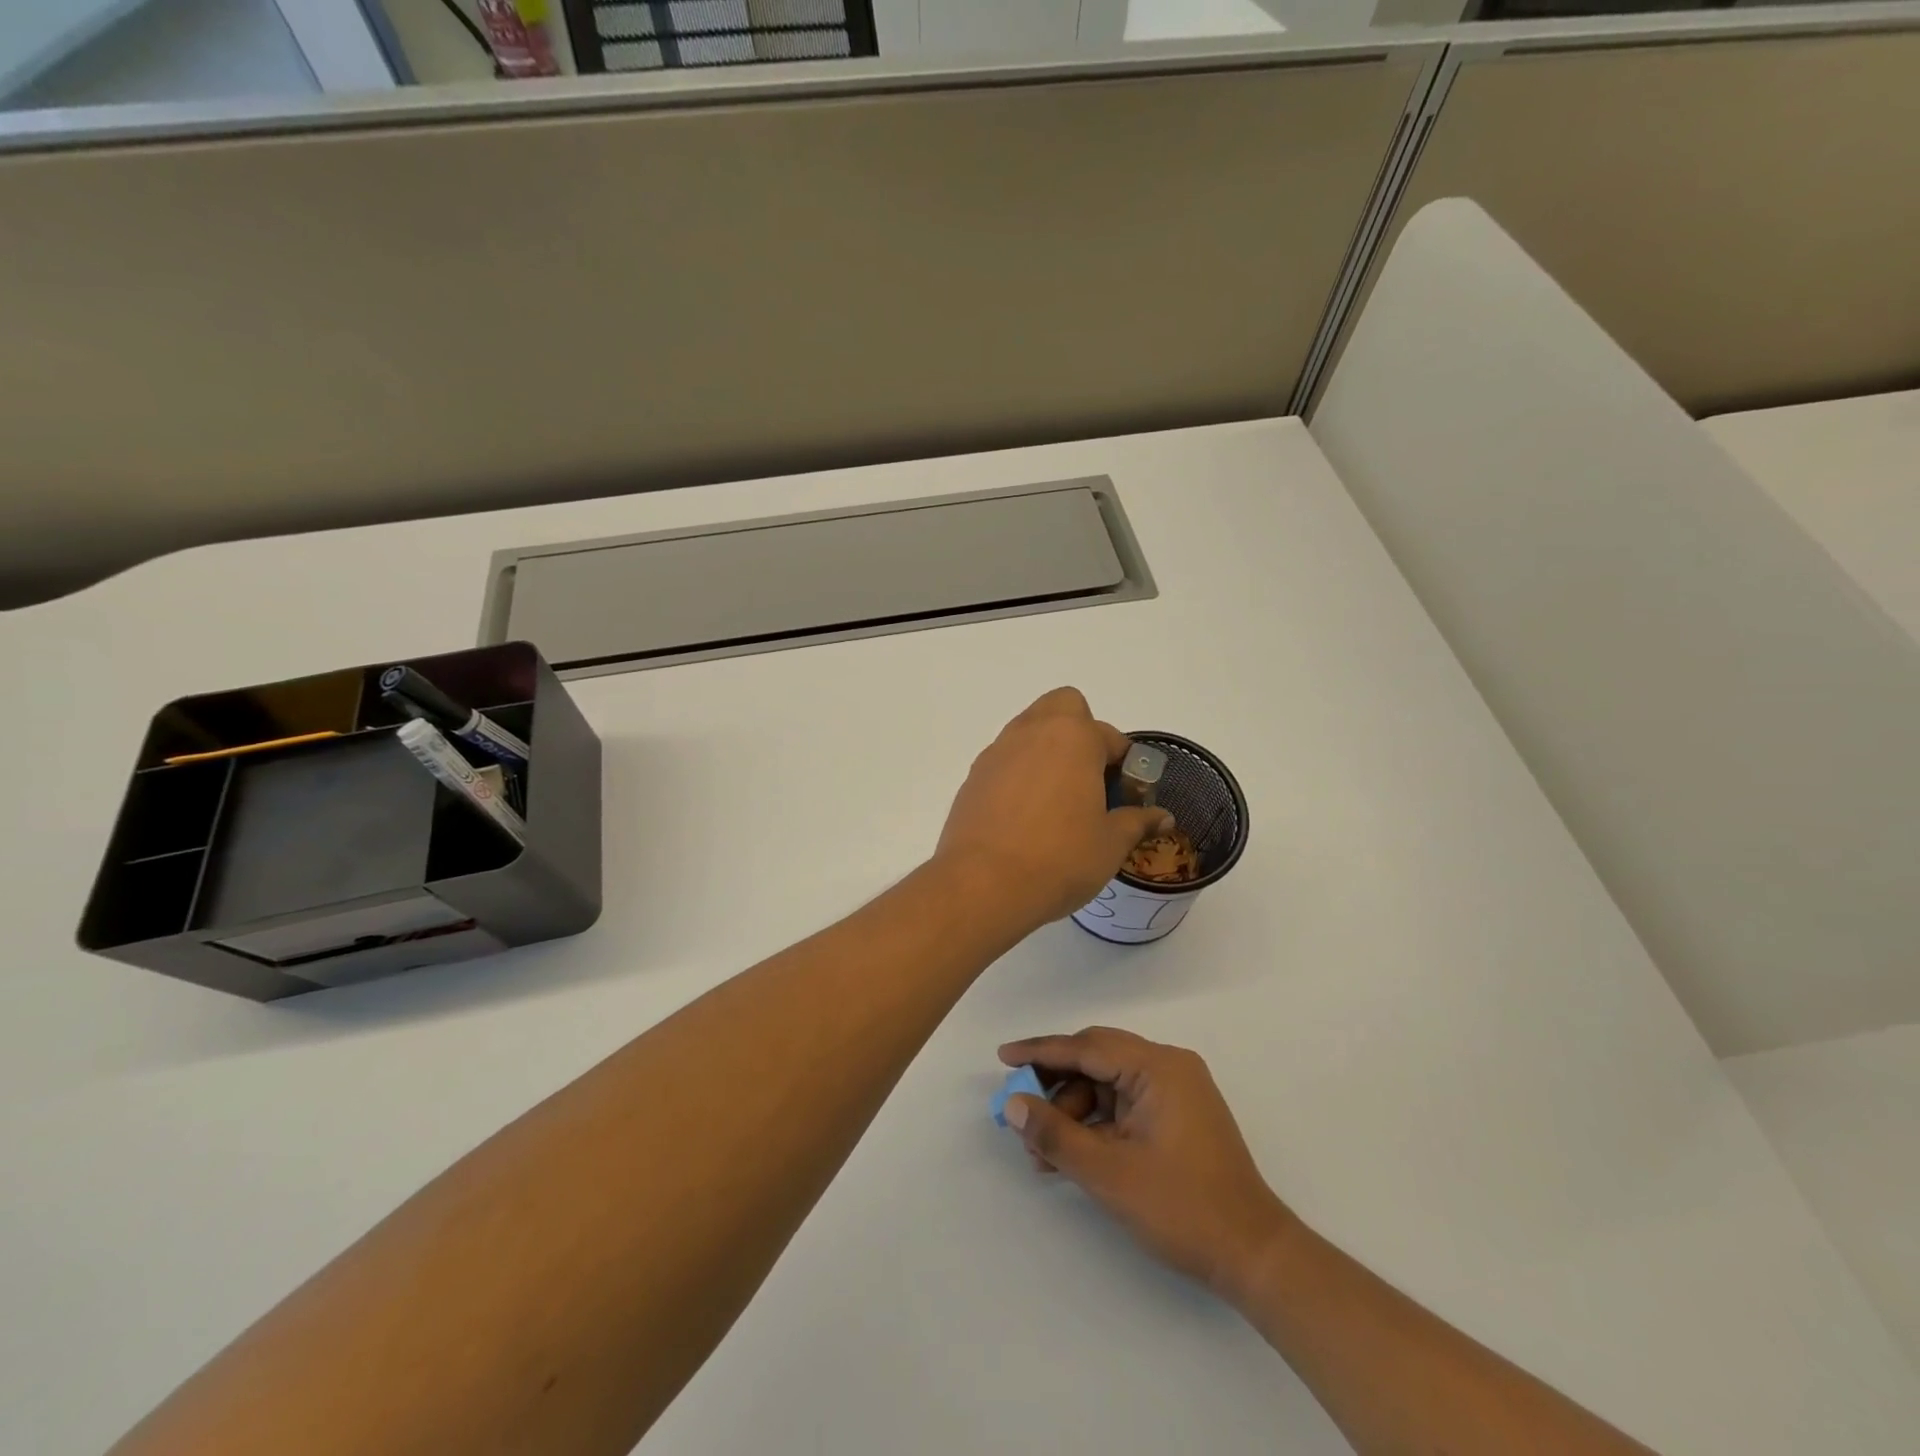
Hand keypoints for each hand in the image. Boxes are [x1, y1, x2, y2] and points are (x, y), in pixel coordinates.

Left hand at [934, 689, 1171, 931]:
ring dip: (1048, 753)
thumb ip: (1137, 822)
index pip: (1109, 735)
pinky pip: (1005, 762)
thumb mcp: (1110, 844)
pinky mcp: (973, 778)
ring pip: (1028, 732)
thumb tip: (1162, 816)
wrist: (983, 884)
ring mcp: (996, 753)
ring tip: (1059, 802)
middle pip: (1062, 708)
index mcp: (1072, 737)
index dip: (1124, 763)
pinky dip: (1020, 776)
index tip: (1127, 795)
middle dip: (1080, 732)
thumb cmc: (1059, 858)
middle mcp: (1031, 733)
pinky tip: (1026, 818)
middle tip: (1090, 779)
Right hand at [997, 1028, 1295, 1301]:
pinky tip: (1069, 1155)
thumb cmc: (1182, 1208)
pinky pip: (1123, 1106)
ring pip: (1107, 1085)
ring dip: (1073, 1112)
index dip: (1040, 1052)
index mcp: (1158, 1067)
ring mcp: (1175, 1092)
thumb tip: (1014, 1106)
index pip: (1087, 1047)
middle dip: (1055, 1085)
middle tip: (1020, 1108)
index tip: (1003, 1056)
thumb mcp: (1109, 1173)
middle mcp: (1168, 1067)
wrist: (1253, 1257)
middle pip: (1096, 1061)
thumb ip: (1056, 1135)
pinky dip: (1095, 1125)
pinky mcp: (1176, 1117)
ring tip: (1041, 1152)